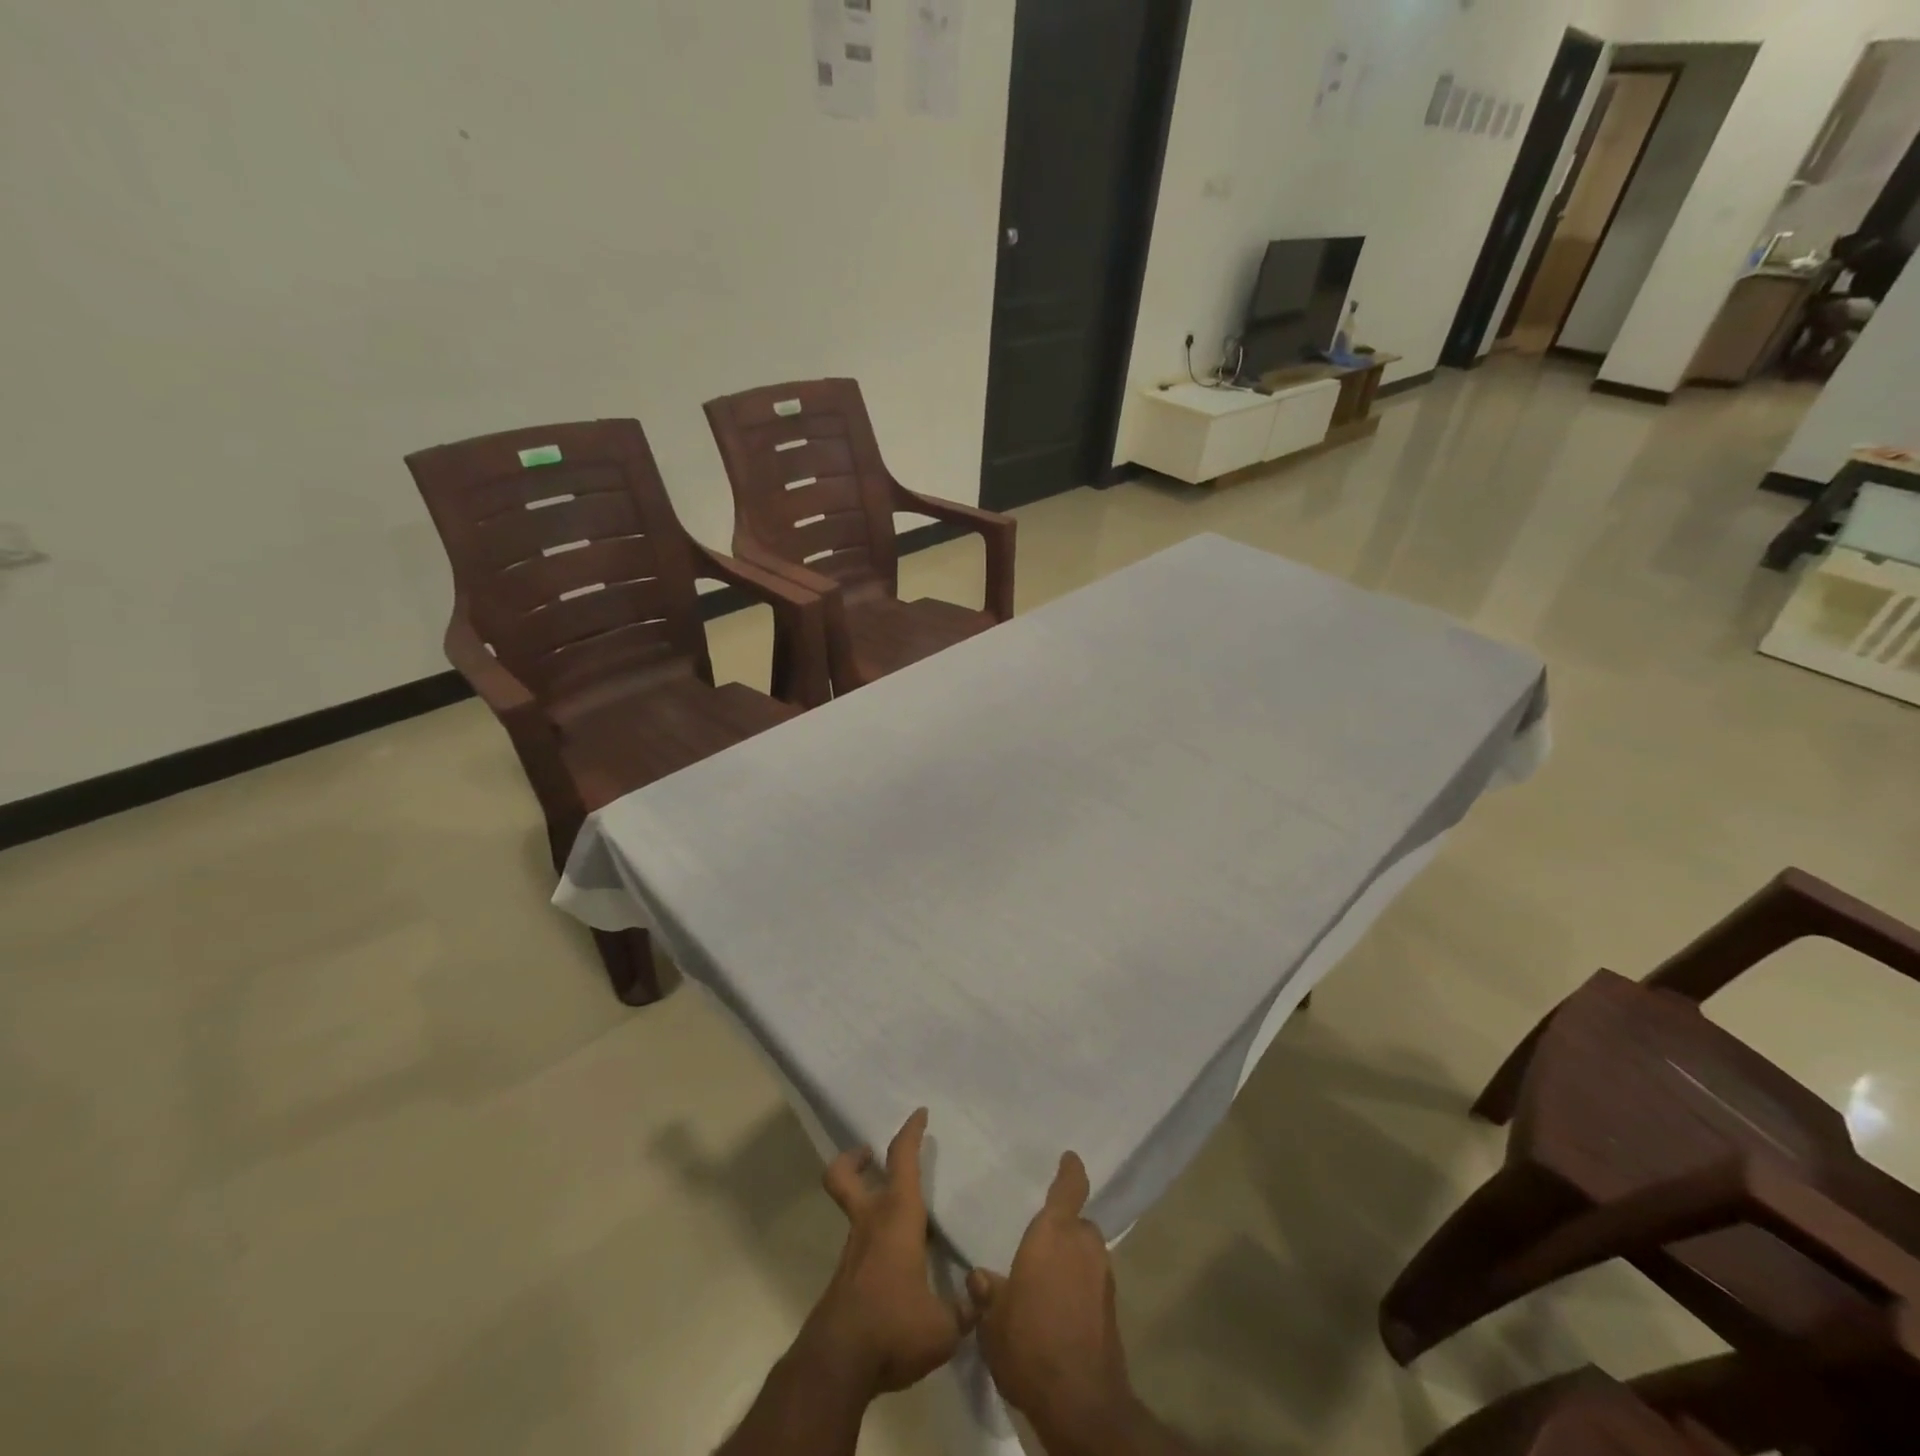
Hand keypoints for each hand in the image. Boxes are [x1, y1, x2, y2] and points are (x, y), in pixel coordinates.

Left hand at [804, 1108, 972, 1393]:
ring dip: (865, 1200)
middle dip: (854, 1159)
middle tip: (870, 1154)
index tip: (919, 1114)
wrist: (838, 1366)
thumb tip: (982, 1292)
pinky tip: (897, 1266)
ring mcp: (852, 1251)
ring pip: (851, 1209)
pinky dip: (873, 1241)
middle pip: (843, 1175)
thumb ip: (967, 1309)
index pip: (902, 1160)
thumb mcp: (944, 1327)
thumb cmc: (894, 1328)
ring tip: (899, 1217)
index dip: (910, 1132)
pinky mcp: (845, 1279)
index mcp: (897, 1216)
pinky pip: (859, 1244)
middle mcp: (870, 1223)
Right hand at [967, 1152, 1136, 1438]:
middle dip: (1065, 1230)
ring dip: (1073, 1260)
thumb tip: (978, 1276)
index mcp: (1054, 1234)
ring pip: (1088, 1254)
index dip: (1070, 1171)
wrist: (1080, 1402)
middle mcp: (1083, 1246)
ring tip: (1048, 1280)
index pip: (1069, 1189)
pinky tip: (1060, 1309)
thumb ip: (987, 1293)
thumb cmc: (1029, 1344)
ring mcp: (1103, 1278)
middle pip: (1079, 1225)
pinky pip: (1093, 1283)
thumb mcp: (993, 1320)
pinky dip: (1080, 1287)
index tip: (1069, 1158)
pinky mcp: (1112, 1310)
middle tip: (1042, 1244)